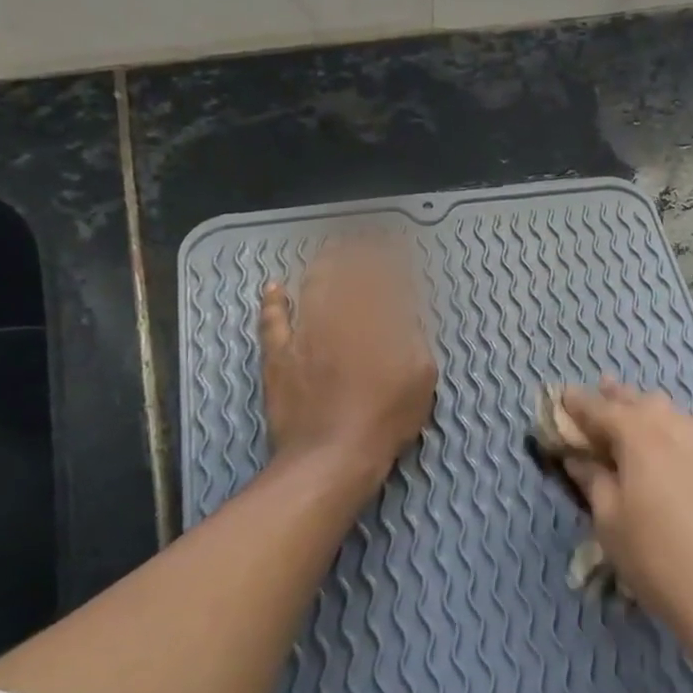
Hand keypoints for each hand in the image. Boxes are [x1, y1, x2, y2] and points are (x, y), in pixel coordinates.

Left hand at [259, 234, 437, 479]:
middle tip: (360, 237)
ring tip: (328, 251)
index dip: (386, 256)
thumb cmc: (385, 418)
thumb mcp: (420, 376)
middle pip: (344, 273)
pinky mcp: (279, 356)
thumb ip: (414, 336)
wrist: (331, 455)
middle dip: (354, 251)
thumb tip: (405, 307)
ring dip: (320, 265)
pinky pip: (273, 321)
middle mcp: (338, 317)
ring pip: (310, 288)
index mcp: (375, 321)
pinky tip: (274, 287)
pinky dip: (274, 301)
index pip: (380, 277)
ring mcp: (304, 335)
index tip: (392, 242)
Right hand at [559, 384, 692, 663]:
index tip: (562, 397)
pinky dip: (686, 441)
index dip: (577, 403)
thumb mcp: (611, 524)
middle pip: (642, 403)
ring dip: (655, 419)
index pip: (599, 408)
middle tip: (603, 395)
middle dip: (618, 399)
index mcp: (641, 433)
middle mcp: (682, 424)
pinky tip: (686, 460)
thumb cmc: (661, 562)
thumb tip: (580, 458)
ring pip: (678, 419)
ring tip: (642, 424)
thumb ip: (594, 481)